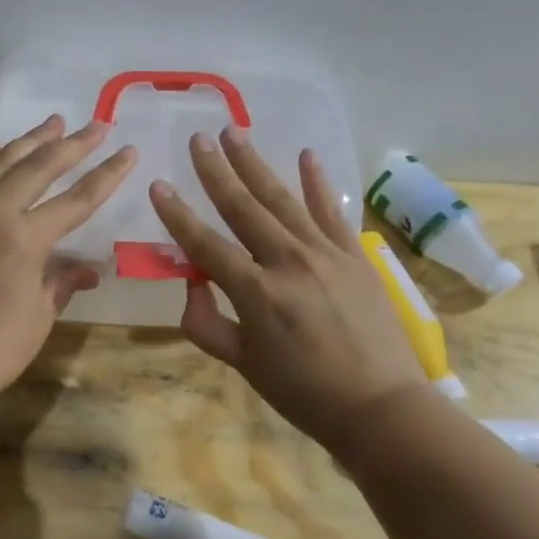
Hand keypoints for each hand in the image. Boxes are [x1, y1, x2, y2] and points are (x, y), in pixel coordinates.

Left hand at [0, 115, 135, 442]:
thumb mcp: (40, 314)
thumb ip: (63, 280)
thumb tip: (88, 269)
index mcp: (25, 238)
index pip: (76, 198)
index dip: (106, 174)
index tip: (126, 150)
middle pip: (37, 167)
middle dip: (70, 144)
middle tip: (93, 125)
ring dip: (27, 142)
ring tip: (50, 124)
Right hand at [148, 126, 425, 448]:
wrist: (379, 405)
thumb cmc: (302, 392)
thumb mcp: (242, 364)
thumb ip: (206, 324)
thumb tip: (192, 285)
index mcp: (256, 293)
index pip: (206, 245)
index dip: (178, 216)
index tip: (158, 185)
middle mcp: (289, 262)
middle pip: (244, 208)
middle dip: (217, 171)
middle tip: (198, 137)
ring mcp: (327, 254)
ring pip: (283, 200)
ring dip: (256, 164)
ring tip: (235, 132)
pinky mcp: (355, 255)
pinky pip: (332, 211)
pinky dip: (318, 183)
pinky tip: (305, 155)